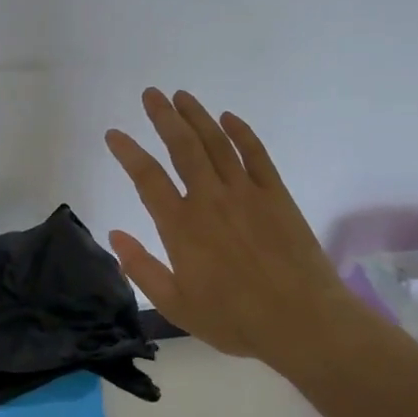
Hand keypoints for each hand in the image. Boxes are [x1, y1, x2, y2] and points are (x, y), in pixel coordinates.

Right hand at [104, 88, 373, 379]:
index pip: (147, 178)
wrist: (304, 322)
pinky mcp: (277, 195)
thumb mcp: (176, 306)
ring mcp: (247, 193)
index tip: (114, 134)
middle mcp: (210, 200)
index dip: (128, 152)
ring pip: (217, 143)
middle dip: (164, 117)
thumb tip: (115, 234)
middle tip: (151, 94)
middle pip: (183, 147)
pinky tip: (229, 118)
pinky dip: (242, 133)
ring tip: (181, 96)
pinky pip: (257, 155)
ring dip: (197, 116)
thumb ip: (142, 268)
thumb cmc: (235, 319)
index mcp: (182, 227)